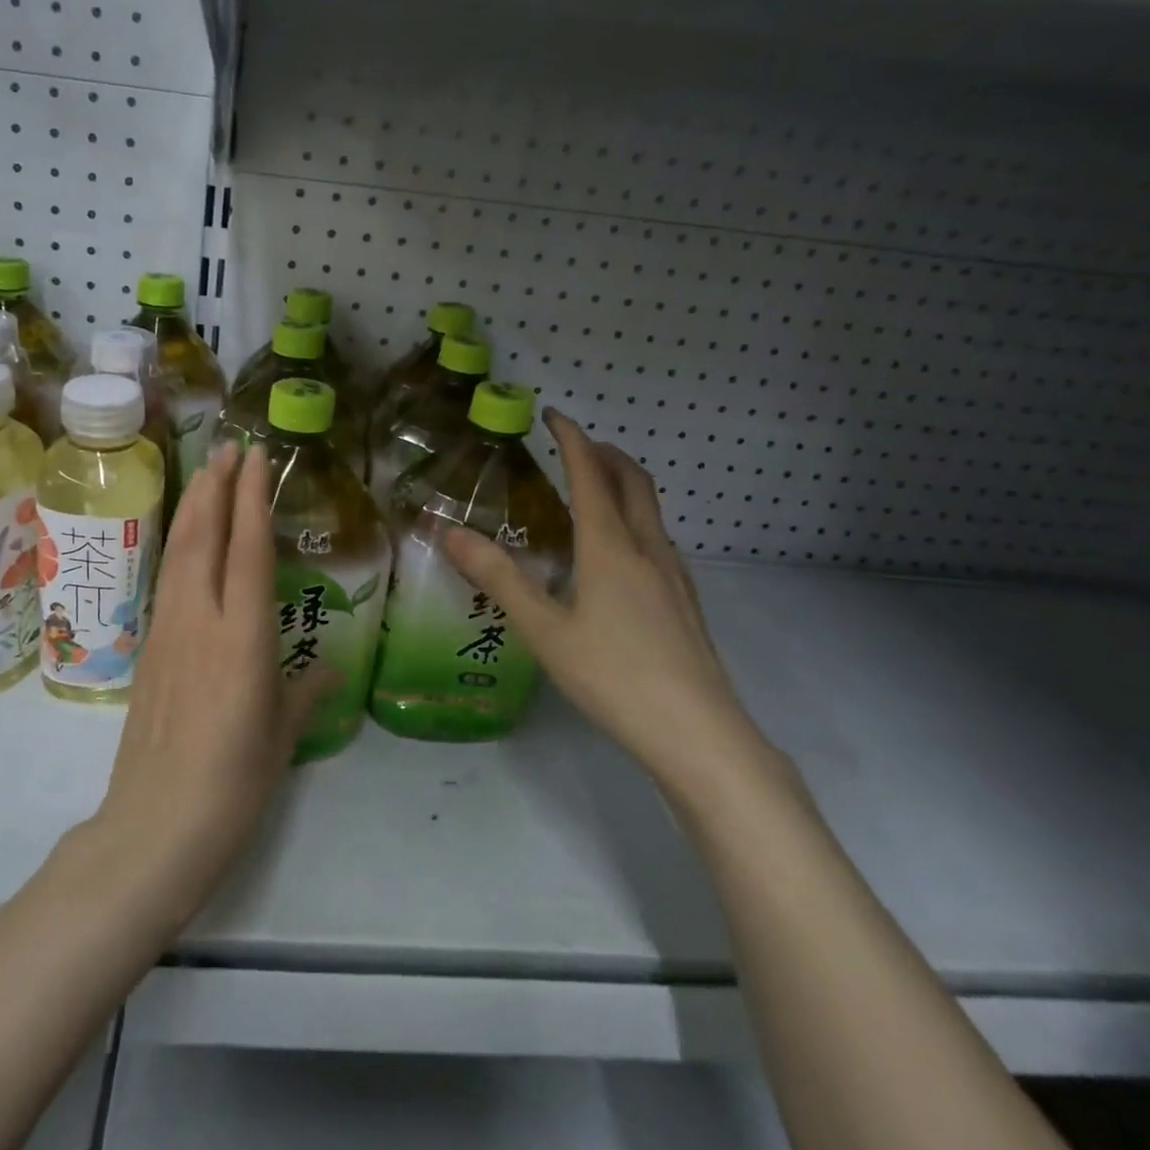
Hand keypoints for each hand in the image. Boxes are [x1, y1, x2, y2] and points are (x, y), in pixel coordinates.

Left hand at [93, 443, 328, 913]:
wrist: (155, 824)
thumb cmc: (234, 782)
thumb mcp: (283, 735)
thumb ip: (307, 691)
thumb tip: (329, 666)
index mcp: (241, 636)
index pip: (247, 549)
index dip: (251, 498)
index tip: (255, 457)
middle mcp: (200, 620)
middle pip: (203, 536)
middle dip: (216, 486)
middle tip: (230, 447)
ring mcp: (167, 631)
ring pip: (178, 552)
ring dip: (193, 507)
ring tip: (207, 474)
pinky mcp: (148, 649)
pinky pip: (167, 580)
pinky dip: (179, 545)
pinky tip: (186, 540)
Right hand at [445, 409, 757, 793]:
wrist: (699, 734)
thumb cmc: (614, 677)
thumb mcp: (544, 630)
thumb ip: (498, 578)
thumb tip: (450, 532)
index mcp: (611, 548)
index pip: (590, 475)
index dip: (572, 439)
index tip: (552, 415)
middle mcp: (647, 549)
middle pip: (633, 481)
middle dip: (605, 453)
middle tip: (574, 444)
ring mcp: (673, 575)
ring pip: (650, 509)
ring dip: (622, 483)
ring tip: (591, 489)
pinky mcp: (684, 600)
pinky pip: (656, 536)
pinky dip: (632, 516)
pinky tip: (616, 551)